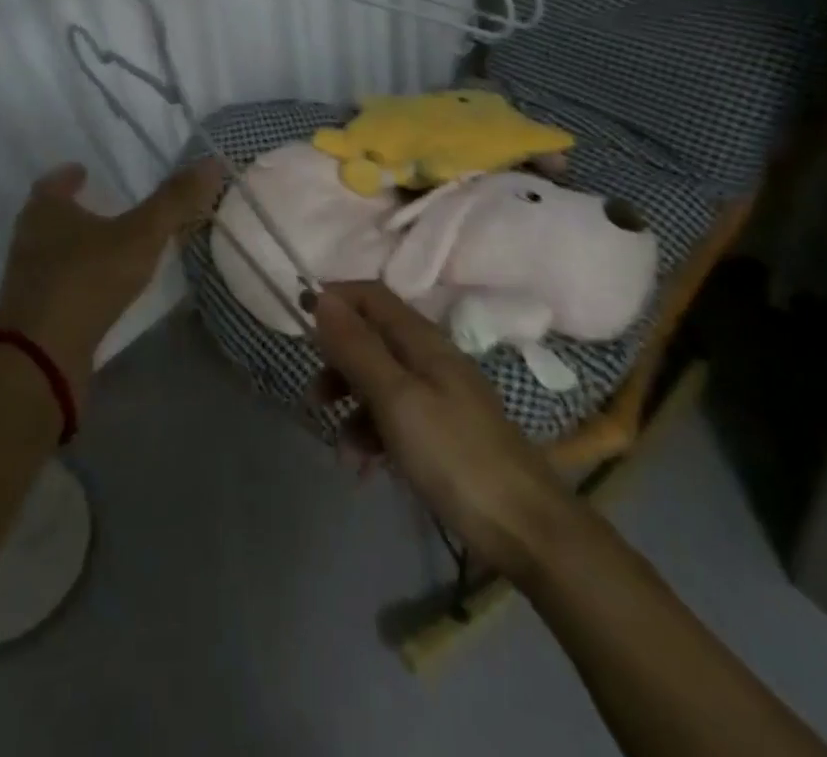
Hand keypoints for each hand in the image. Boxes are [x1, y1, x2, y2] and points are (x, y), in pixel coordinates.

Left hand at [0, 160, 221, 406]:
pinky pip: (57, 285)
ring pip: (51, 251)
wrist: (41, 356)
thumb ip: (174, 201)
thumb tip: (211, 162)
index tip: (84, 172)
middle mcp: (29, 238)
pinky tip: (99, 288)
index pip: (54, 182)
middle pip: (49, 216)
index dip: (70, 176)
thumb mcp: (140, 235)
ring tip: (107, 246)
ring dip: (75, 246)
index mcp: (45, 210)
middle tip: (102, 206)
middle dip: (73, 210)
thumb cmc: (87, 279)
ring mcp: (27, 279)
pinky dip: (77, 280)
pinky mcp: (33, 314)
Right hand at [312, 283, 574, 580]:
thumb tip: (322, 297)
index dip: (335, 300)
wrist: (528, 530)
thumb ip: (358, 348)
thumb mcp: (397, 399)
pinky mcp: (444, 432)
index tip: (299, 321)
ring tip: (345, 454)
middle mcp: (430, 358)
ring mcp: (439, 396)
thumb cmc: (455, 456)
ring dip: (352, 408)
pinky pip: (395, 418)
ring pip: (379, 383)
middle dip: (338, 363)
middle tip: (315, 398)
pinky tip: (367, 470)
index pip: (371, 296)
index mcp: (422, 340)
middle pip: (371, 339)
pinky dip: (375, 436)